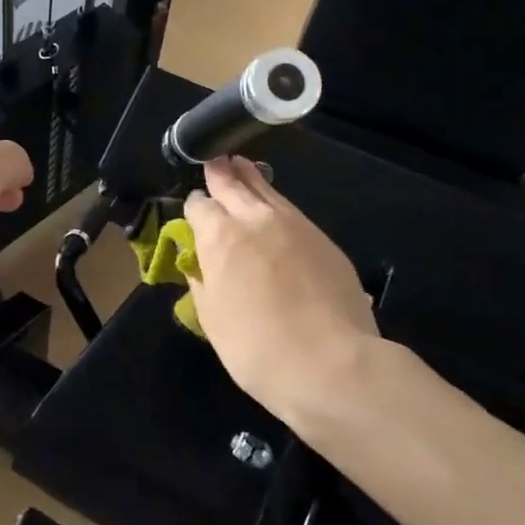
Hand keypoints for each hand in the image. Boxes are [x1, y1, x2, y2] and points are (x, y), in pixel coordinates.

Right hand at [185, 156, 421, 438]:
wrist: (330, 363)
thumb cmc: (255, 346)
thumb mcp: (211, 317)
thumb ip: (201, 279)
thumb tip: (197, 260)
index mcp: (219, 236)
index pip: (200, 204)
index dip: (194, 205)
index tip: (194, 210)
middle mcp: (255, 219)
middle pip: (234, 183)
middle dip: (221, 172)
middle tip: (217, 161)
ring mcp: (295, 225)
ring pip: (267, 190)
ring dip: (251, 178)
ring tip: (243, 167)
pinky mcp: (324, 239)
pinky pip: (291, 210)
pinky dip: (277, 202)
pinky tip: (275, 208)